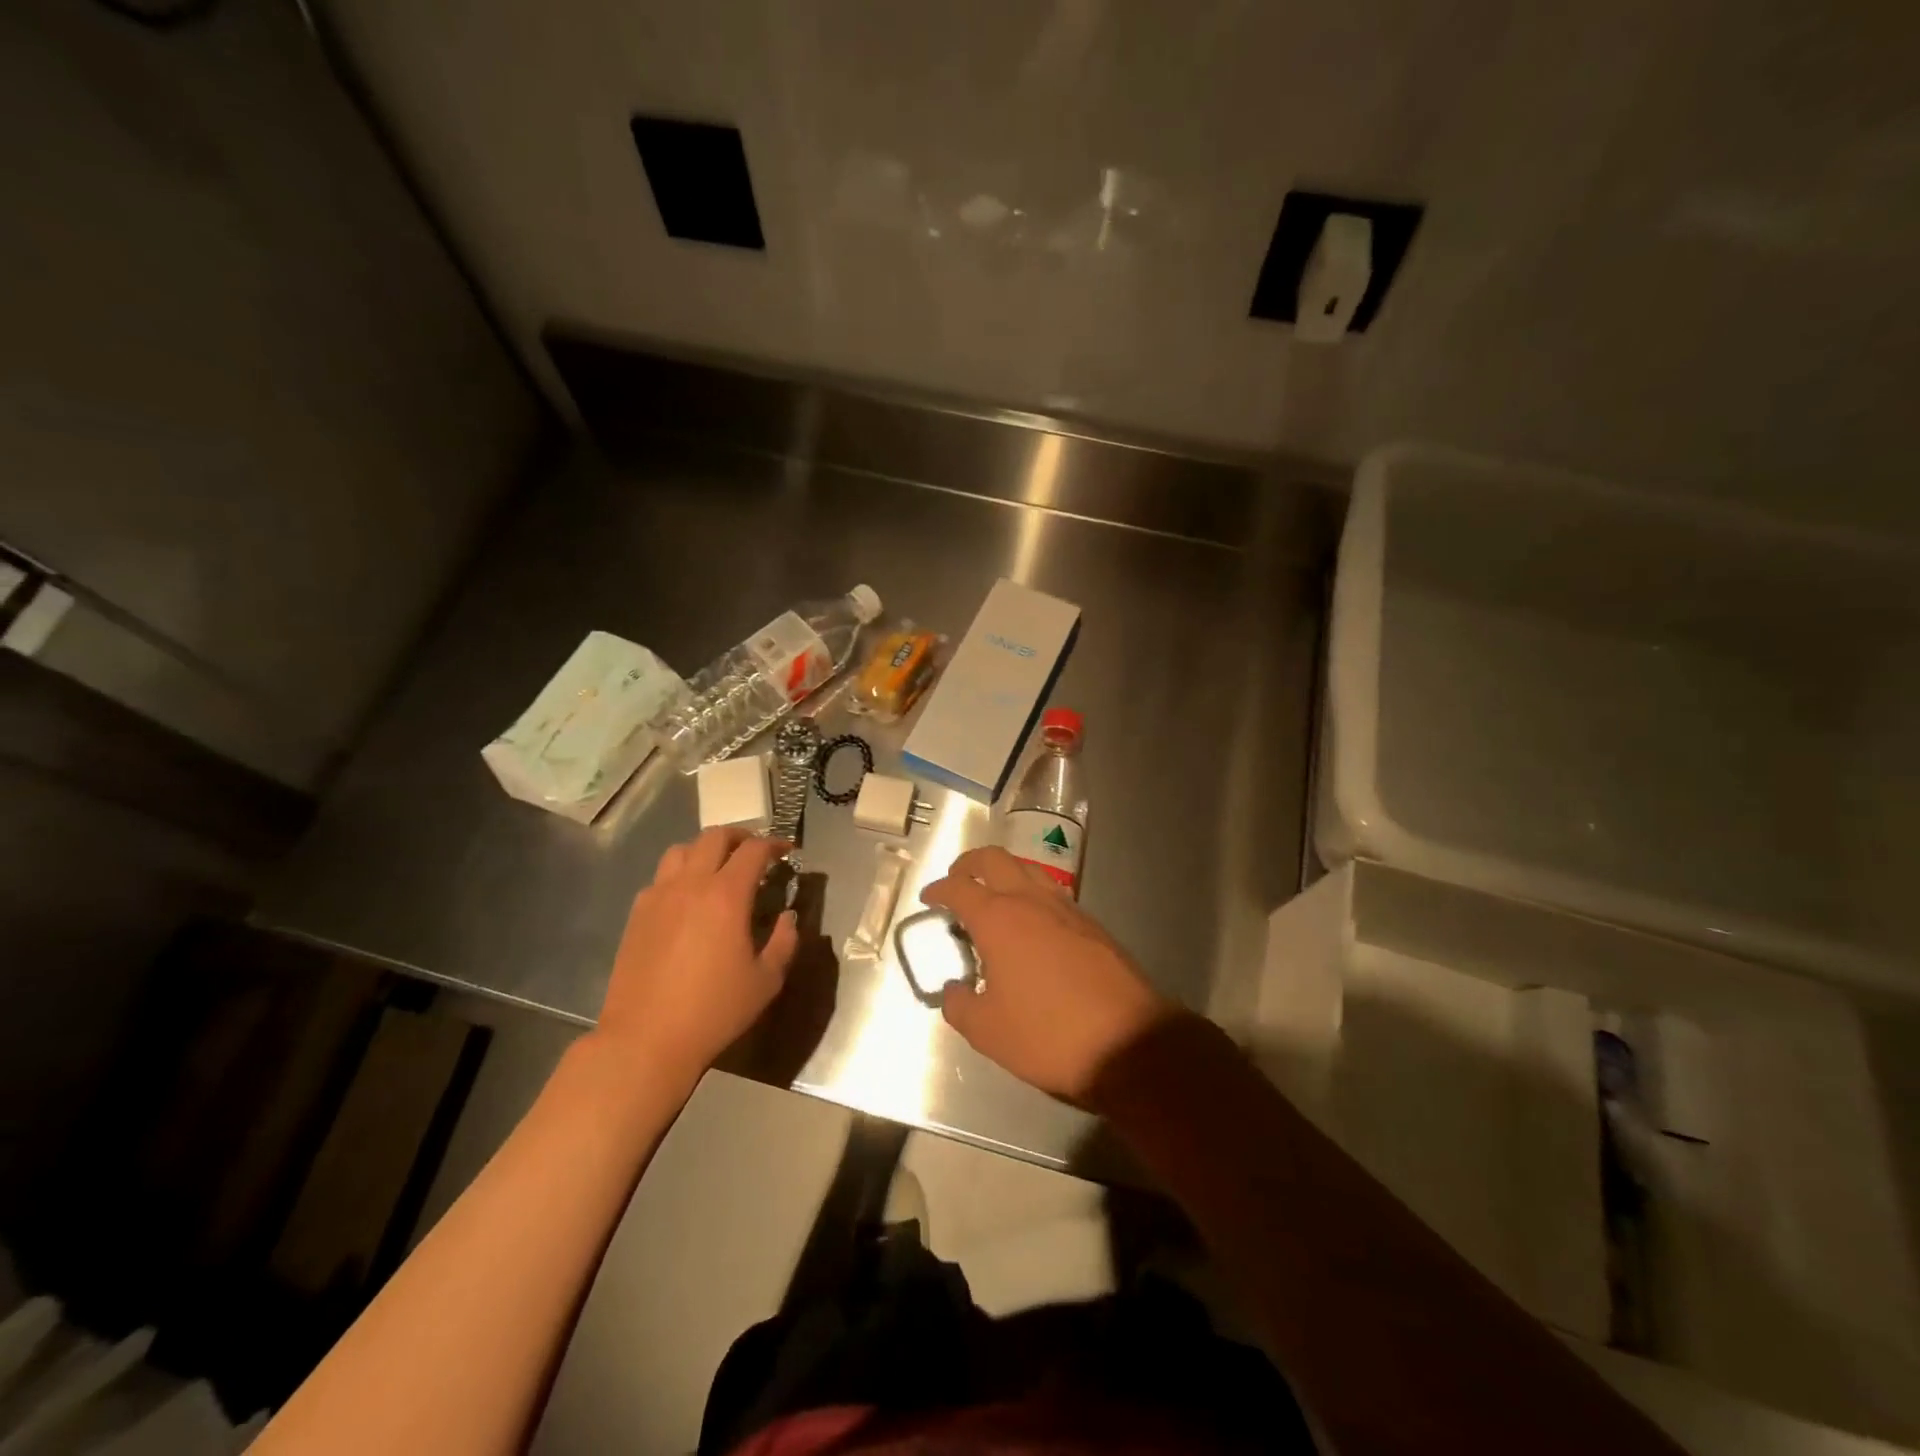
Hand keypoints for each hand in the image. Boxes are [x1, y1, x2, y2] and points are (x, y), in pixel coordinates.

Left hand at [596, 828, 798, 1082]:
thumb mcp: (766, 981)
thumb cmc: (714, 1011)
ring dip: (705, 850)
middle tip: (756, 852)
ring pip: (681, 850)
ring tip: (719, 868)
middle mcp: (691, 884)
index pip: (754, 850)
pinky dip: (680, 874)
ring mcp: (658, 896)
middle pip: (715, 837)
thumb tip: (787, 917)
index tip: (788, 851)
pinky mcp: (637, 914)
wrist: (645, 1040)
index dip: (775, 844)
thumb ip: (784, 941)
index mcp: (726, 895)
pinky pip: (660, 877)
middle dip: (740, 836)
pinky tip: (688, 900)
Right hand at [920, 847, 1172, 1104]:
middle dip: (970, 864)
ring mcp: (1067, 908)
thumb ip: (959, 1005)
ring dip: (1005, 874)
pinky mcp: (1093, 924)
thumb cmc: (1047, 1034)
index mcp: (999, 919)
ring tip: (994, 898)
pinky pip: (1054, 893)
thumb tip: (954, 989)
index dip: (939, 889)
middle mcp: (1031, 901)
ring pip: (1029, 870)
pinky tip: (1032, 925)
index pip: (959, 887)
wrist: (1128, 1042)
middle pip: (995, 859)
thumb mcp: (987, 1031)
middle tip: (958, 880)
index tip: (928, 898)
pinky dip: (1032, 895)